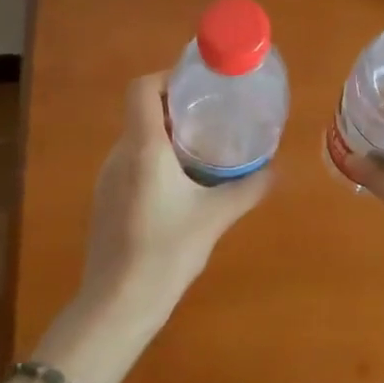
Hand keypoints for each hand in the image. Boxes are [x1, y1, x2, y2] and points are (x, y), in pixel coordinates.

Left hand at [79, 73, 273, 336]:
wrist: (117, 304)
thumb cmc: (166, 253)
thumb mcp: (215, 218)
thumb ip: (248, 189)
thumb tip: (278, 169)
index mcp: (143, 148)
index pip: (142, 88)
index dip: (168, 78)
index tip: (199, 87)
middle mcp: (120, 154)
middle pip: (142, 111)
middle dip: (176, 107)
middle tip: (213, 116)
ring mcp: (108, 177)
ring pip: (137, 138)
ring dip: (167, 135)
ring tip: (203, 149)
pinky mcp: (106, 199)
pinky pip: (131, 162)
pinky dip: (156, 159)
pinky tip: (180, 186)